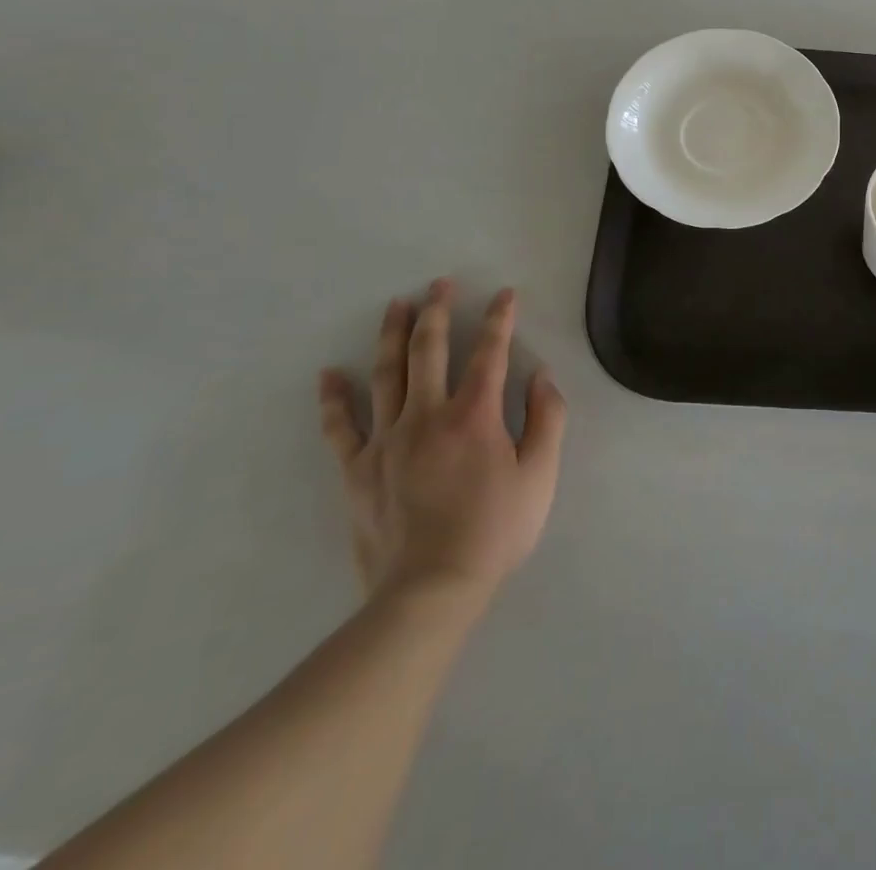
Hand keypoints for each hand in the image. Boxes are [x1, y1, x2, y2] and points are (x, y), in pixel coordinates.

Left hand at [318, 281, 565, 618]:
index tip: (505, 294)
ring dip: (392, 335)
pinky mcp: (358, 470)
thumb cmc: (495, 531)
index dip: (500, 319)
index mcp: (474, 416)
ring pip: (386, 375)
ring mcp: (387, 441)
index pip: (490, 353)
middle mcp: (427, 416)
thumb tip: (542, 376)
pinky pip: (341, 427)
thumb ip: (547, 420)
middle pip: (429, 351)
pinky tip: (328, 375)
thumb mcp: (540, 476)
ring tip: (395, 305)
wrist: (430, 591)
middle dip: (437, 312)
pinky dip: (334, 399)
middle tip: (439, 284)